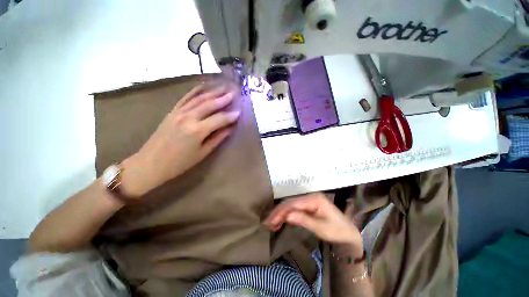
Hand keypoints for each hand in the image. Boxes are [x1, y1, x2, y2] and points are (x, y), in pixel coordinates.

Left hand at [121, 83, 240, 196]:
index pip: (219, 119)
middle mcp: (188, 117)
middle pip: (209, 104)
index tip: (240, 111)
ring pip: (199, 98)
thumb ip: (218, 138)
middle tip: (234, 93)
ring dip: (212, 92)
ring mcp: (178, 112)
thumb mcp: (203, 153)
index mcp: (197, 130)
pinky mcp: (172, 111)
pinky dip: (195, 91)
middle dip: (223, 98)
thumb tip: (230, 128)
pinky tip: (203, 86)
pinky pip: (185, 98)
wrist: (151, 163)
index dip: (231, 116)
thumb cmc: (180, 163)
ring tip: (223, 87)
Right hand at [264, 193, 362, 254]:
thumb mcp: (321, 228)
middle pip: (290, 203)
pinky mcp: (308, 206)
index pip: (293, 204)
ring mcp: (308, 200)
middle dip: (278, 212)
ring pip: (290, 205)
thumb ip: (304, 220)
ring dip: (280, 213)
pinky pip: (294, 208)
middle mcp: (310, 196)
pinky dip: (286, 215)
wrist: (349, 233)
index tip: (270, 221)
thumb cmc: (337, 230)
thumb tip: (287, 215)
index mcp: (314, 199)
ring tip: (271, 223)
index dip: (281, 212)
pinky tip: (281, 221)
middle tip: (268, 223)